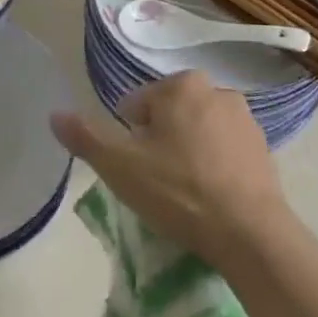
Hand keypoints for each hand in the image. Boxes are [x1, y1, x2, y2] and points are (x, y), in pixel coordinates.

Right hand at [51, 70, 289, 266]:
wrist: (249, 231)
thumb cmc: (179, 190)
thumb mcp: (120, 166)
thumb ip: (86, 137)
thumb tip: (54, 114)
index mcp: (181, 85)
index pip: (136, 105)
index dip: (128, 138)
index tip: (136, 169)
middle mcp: (216, 89)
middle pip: (169, 115)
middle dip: (159, 142)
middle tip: (157, 182)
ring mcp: (245, 119)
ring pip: (198, 131)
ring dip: (187, 152)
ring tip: (184, 193)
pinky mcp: (263, 148)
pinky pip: (224, 150)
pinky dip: (214, 166)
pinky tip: (211, 196)